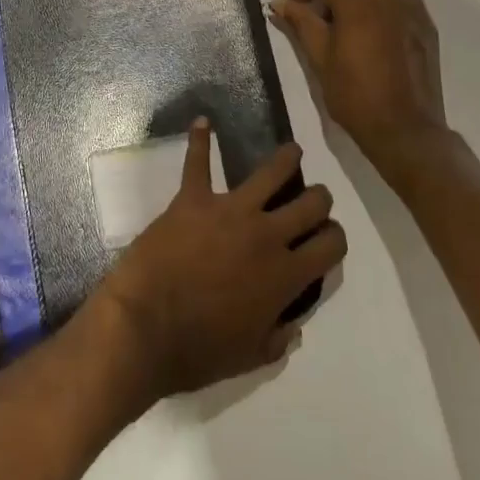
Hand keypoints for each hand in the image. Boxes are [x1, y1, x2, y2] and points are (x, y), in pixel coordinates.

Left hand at [93, 122, 344, 402]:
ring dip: (286, 158)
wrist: (144, 328)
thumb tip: (293, 324)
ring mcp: (230, 210)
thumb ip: (277, 339)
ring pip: (272, 171)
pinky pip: (198, 161)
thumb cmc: (198, 351)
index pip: (331, 244)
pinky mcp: (193, 198)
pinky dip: (200, 139)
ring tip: (291, 151)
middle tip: (312, 199)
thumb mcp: (249, 358)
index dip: (335, 238)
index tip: (327, 237)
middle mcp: (267, 235)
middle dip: (319, 199)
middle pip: (312, 202)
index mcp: (285, 276)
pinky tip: (202, 122)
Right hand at [269, 0, 454, 182]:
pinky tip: (368, 22)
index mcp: (355, 0)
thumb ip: (300, 23)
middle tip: (310, 4)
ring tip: (338, 14)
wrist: (407, 130)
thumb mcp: (319, 60)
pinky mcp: (422, 17)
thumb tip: (280, 2)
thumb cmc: (356, 97)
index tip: (290, 3)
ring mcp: (407, 2)